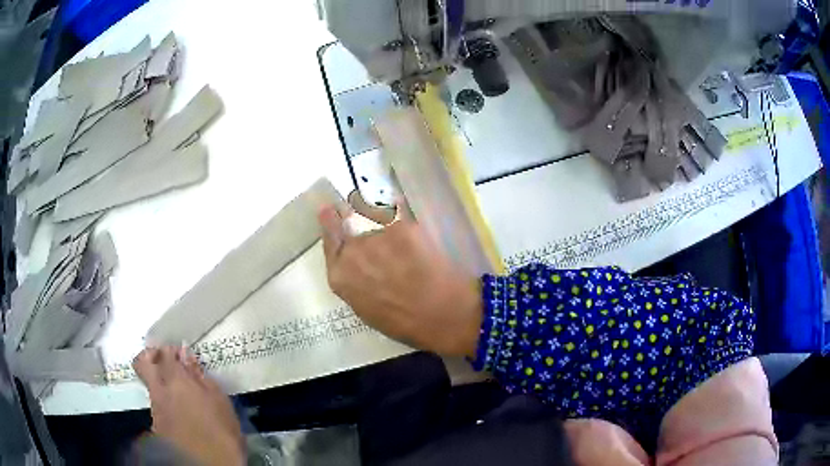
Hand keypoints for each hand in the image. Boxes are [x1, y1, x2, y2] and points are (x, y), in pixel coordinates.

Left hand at [133, 346, 244, 465]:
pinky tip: (182, 415)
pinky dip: (166, 403)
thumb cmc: (221, 432)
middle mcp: (159, 391)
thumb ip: (200, 375)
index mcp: (176, 381)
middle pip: (142, 363)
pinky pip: (157, 405)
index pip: (164, 353)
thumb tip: (186, 355)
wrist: (209, 465)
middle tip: (165, 360)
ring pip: (151, 386)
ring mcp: (155, 409)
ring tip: (182, 395)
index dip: (171, 350)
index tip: (182, 355)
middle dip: (150, 355)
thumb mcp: (219, 401)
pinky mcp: (157, 425)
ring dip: (161, 383)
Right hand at [319, 199, 483, 357]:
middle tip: (374, 222)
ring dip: (384, 223)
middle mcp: (351, 252)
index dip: (330, 221)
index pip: (329, 237)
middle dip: (357, 218)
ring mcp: (375, 237)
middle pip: (350, 222)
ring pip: (375, 217)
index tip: (331, 210)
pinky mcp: (400, 226)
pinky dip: (405, 220)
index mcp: (340, 276)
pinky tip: (416, 234)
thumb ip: (354, 281)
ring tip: (404, 238)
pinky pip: (398, 214)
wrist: (441, 314)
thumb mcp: (366, 309)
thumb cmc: (405, 322)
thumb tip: (355, 265)